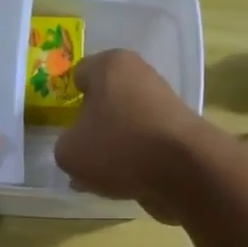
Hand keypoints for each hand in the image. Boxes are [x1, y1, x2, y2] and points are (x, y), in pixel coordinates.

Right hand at [54, 49, 210, 223]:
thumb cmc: (119, 147)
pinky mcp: (179, 131)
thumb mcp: (70, 152)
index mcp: (111, 64)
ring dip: (113, 146)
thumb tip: (76, 148)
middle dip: (92, 124)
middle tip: (80, 151)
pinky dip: (134, 160)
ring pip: (125, 124)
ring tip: (101, 175)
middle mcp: (140, 74)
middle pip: (105, 100)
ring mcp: (164, 103)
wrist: (185, 170)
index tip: (62, 124)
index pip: (79, 74)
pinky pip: (145, 144)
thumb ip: (64, 146)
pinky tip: (125, 182)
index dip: (68, 99)